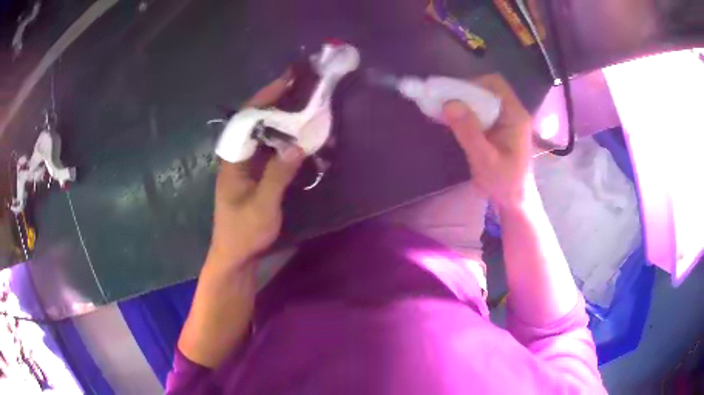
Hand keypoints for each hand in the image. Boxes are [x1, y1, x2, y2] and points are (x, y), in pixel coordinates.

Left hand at [208, 71, 303, 270]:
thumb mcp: (262, 205)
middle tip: (303, 87)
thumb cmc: (244, 232)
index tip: (288, 80)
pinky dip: (284, 137)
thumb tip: (298, 144)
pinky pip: (270, 148)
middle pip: (255, 120)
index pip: (246, 118)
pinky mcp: (255, 174)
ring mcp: (246, 165)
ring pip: (263, 133)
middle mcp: (237, 156)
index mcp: (232, 159)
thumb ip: (278, 175)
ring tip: (305, 103)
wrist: (236, 255)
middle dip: (277, 101)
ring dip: (282, 117)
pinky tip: (300, 134)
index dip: (266, 97)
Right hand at [441, 74, 533, 208]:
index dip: (472, 84)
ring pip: (482, 100)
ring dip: (462, 103)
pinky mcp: (498, 129)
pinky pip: (480, 112)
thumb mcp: (485, 160)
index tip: (452, 96)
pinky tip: (452, 122)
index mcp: (515, 116)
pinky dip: (465, 113)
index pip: (495, 84)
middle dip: (463, 93)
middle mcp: (512, 113)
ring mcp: (505, 120)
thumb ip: (469, 132)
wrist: (515, 201)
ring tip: (444, 112)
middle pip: (486, 89)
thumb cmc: (505, 183)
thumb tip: (448, 103)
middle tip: (442, 104)